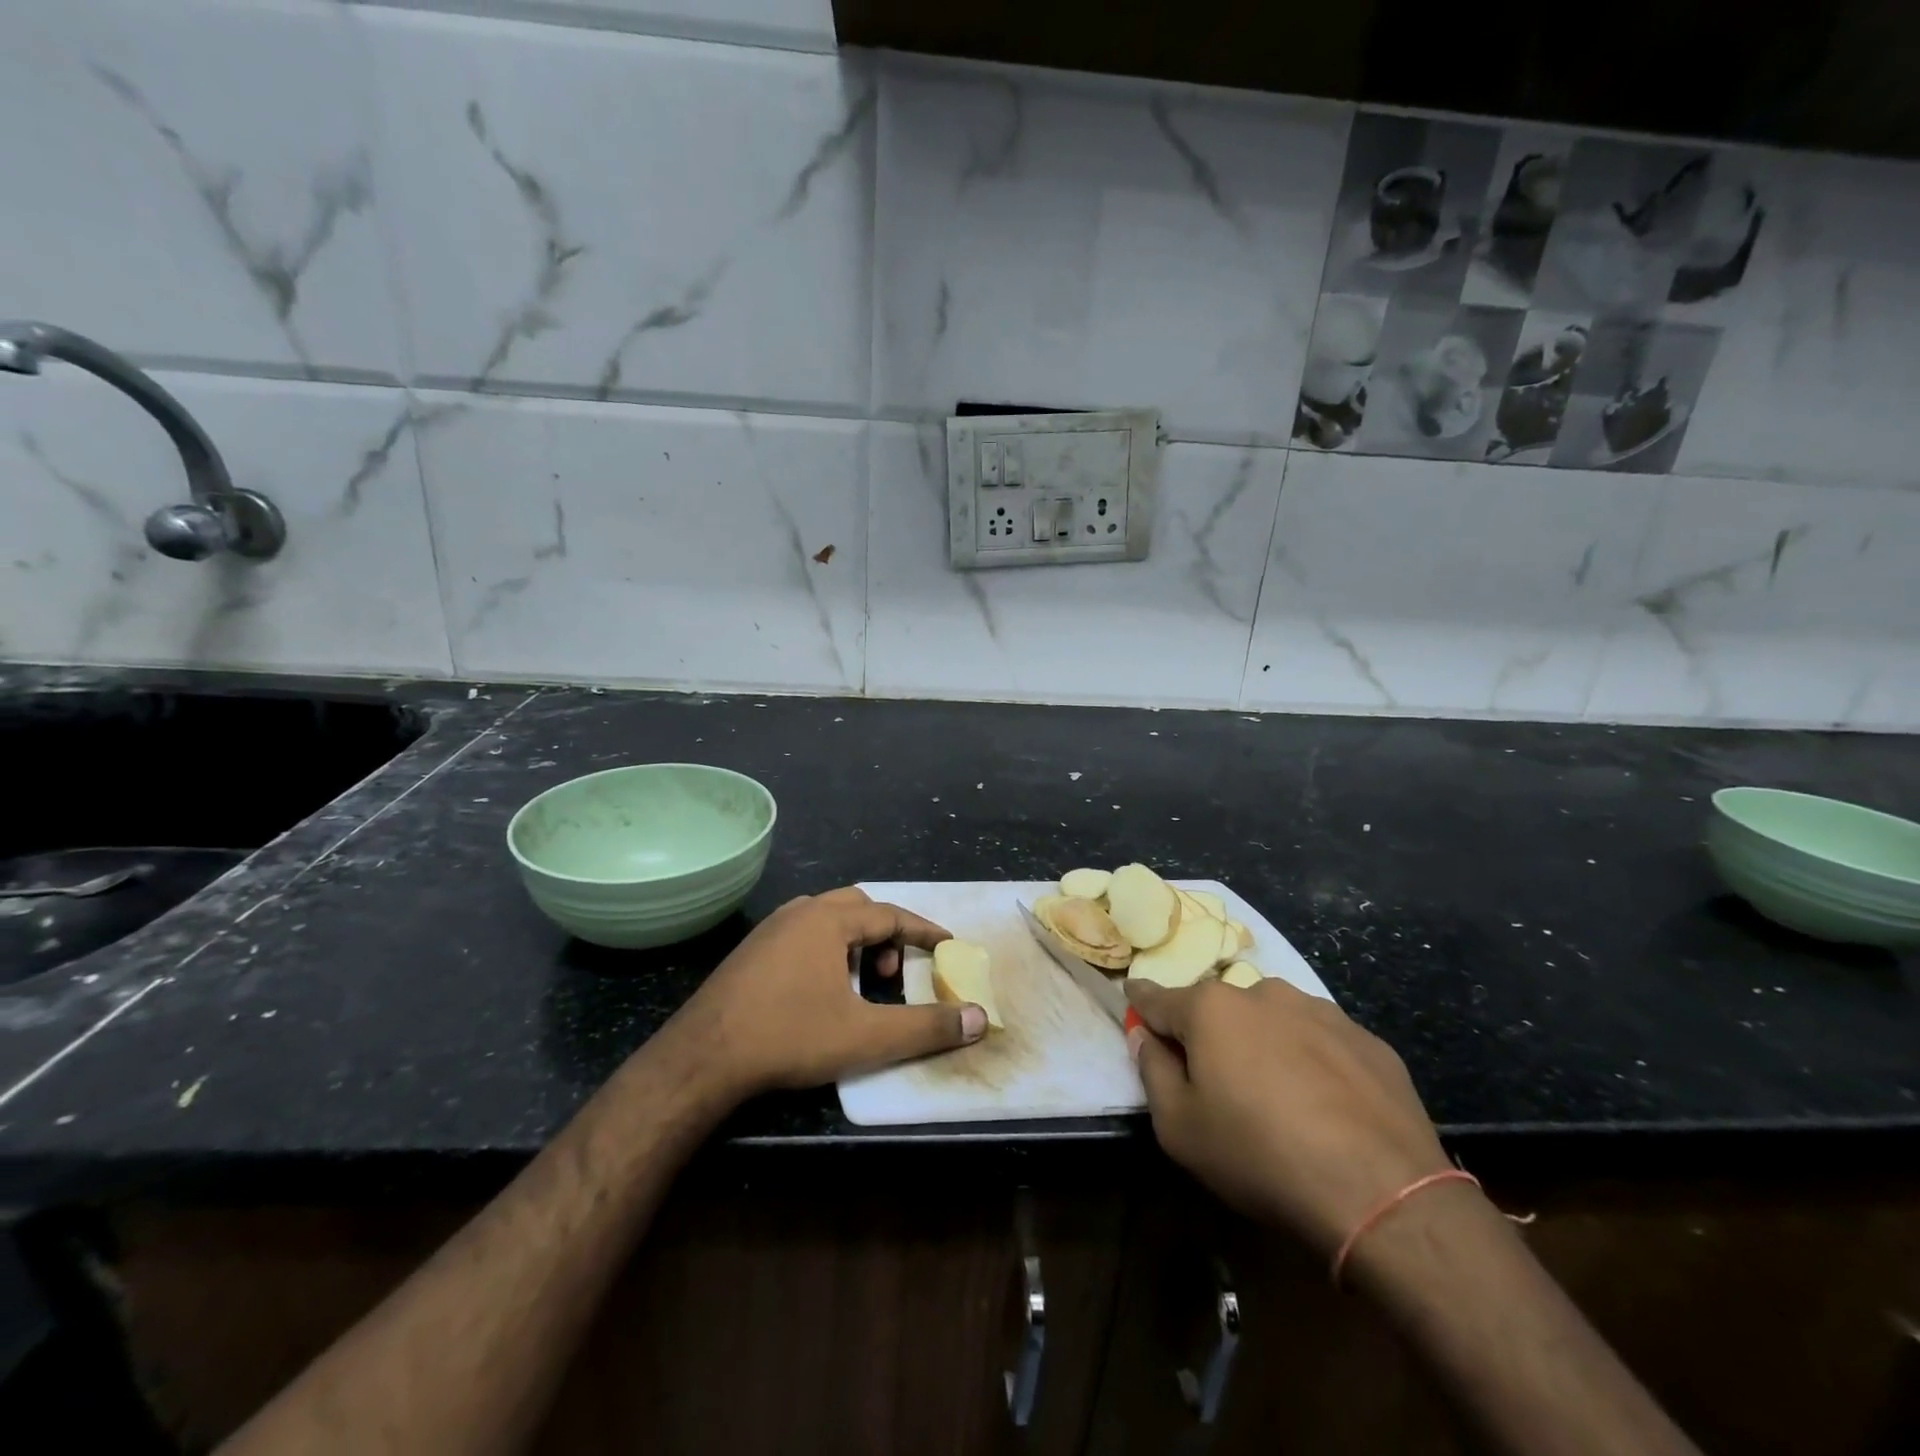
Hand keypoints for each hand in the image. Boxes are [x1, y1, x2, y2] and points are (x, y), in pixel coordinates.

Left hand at [675, 886, 984, 1096]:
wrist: (702, 1058)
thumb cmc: (790, 1036)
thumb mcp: (867, 1037)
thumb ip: (926, 1027)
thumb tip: (978, 1019)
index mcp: (829, 920)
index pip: (890, 914)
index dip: (923, 930)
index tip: (948, 945)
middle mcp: (799, 912)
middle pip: (857, 907)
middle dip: (885, 933)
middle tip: (895, 970)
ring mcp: (769, 930)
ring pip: (825, 919)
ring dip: (853, 942)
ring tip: (860, 982)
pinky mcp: (749, 952)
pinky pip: (801, 935)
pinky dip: (825, 950)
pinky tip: (819, 991)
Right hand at [1126, 977, 1457, 1256]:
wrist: (1383, 1193)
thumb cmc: (1260, 1155)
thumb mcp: (1179, 1129)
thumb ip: (1152, 1072)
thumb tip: (1147, 1038)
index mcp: (1210, 1008)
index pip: (1158, 997)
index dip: (1141, 1005)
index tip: (1133, 1005)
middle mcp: (1262, 992)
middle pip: (1218, 1008)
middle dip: (1208, 1033)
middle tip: (1217, 1081)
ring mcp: (1319, 1010)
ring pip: (1271, 1019)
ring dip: (1262, 1043)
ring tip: (1278, 1096)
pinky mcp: (1366, 1038)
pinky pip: (1320, 1040)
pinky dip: (1310, 1060)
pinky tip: (1325, 1106)